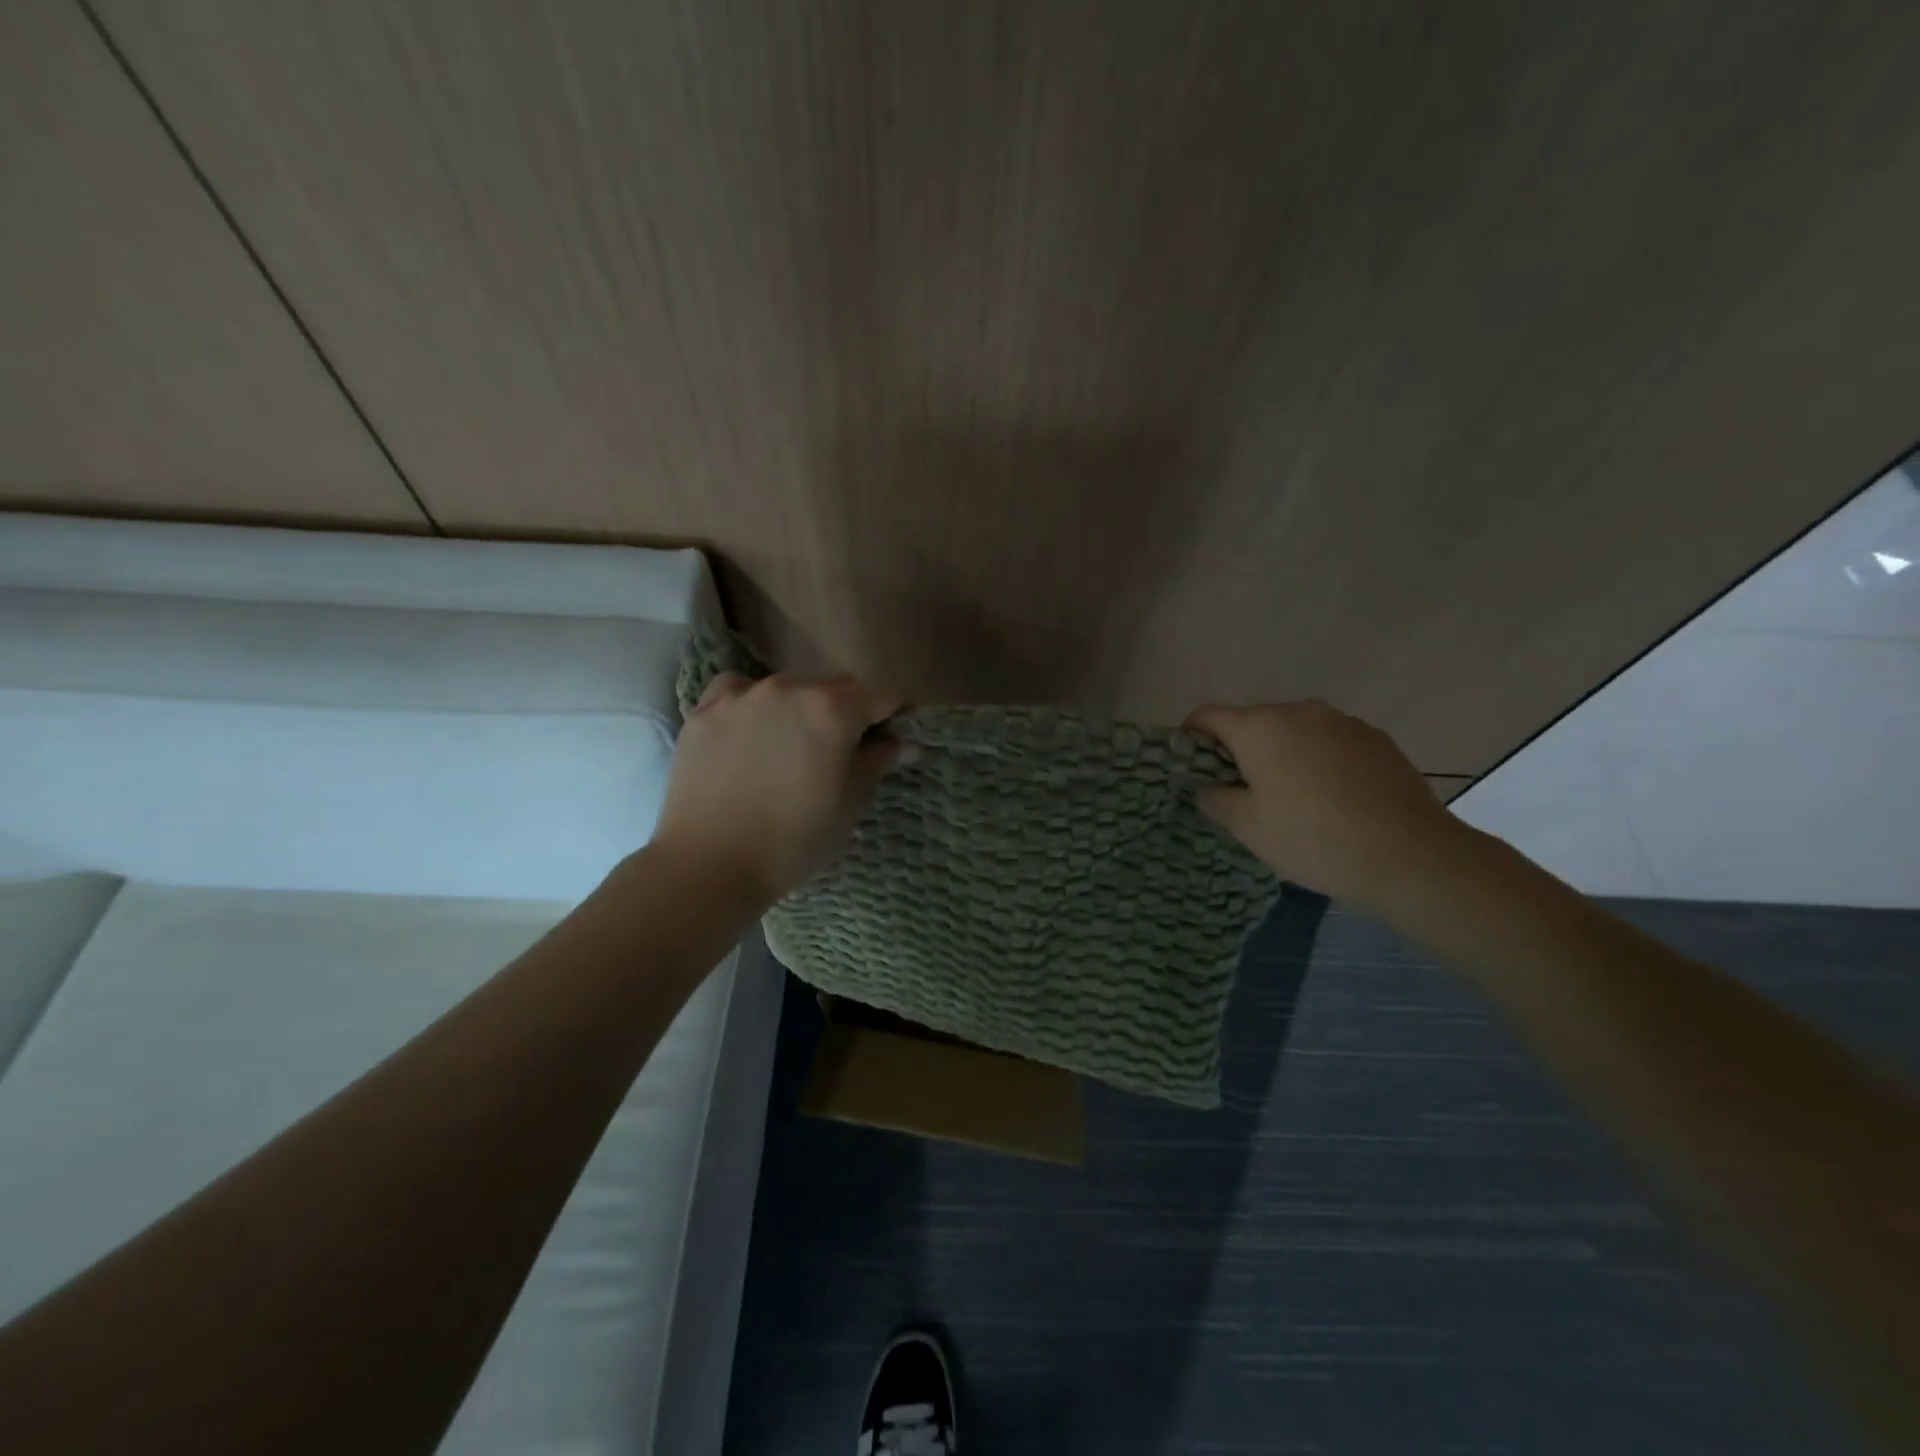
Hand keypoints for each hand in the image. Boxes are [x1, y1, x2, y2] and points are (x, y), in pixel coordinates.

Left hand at [654, 672, 906, 904]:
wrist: (709, 864)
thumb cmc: (793, 841)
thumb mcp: (848, 804)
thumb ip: (877, 762)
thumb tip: (906, 743)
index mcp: (833, 711)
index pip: (881, 696)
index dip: (894, 714)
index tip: (894, 736)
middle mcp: (790, 688)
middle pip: (835, 686)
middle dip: (848, 710)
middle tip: (843, 749)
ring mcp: (743, 695)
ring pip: (788, 688)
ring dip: (800, 708)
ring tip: (791, 746)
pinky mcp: (705, 710)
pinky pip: (739, 692)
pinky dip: (752, 705)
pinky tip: (749, 732)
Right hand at [1184, 700, 1466, 908]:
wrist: (1411, 856)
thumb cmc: (1313, 839)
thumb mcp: (1246, 826)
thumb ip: (1213, 797)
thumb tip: (1206, 784)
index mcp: (1259, 727)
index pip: (1207, 716)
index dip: (1191, 739)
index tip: (1193, 770)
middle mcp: (1299, 711)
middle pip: (1252, 722)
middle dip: (1240, 751)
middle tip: (1243, 794)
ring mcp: (1342, 721)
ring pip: (1294, 732)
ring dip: (1282, 755)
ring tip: (1293, 799)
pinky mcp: (1376, 738)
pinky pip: (1330, 742)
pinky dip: (1319, 761)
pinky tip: (1333, 799)